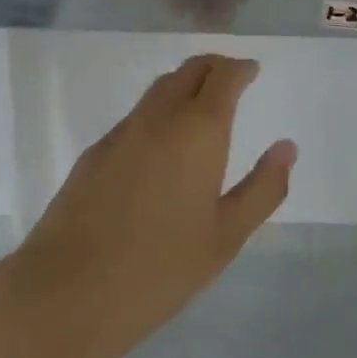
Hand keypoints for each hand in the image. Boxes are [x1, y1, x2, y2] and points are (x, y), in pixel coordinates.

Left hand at [8, 54, 295, 357]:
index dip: (240, 68)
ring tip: (199, 106)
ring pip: (159, 90)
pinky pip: (136, 117)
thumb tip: (286, 147)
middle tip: (231, 78)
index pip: (222, 76)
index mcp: (197, 130)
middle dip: (213, 67)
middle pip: (189, 70)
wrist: (70, 289)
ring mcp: (122, 131)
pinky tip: (160, 147)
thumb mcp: (226, 236)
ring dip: (184, 86)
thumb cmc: (160, 268)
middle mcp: (159, 117)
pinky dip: (158, 113)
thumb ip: (262, 188)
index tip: (252, 70)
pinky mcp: (95, 151)